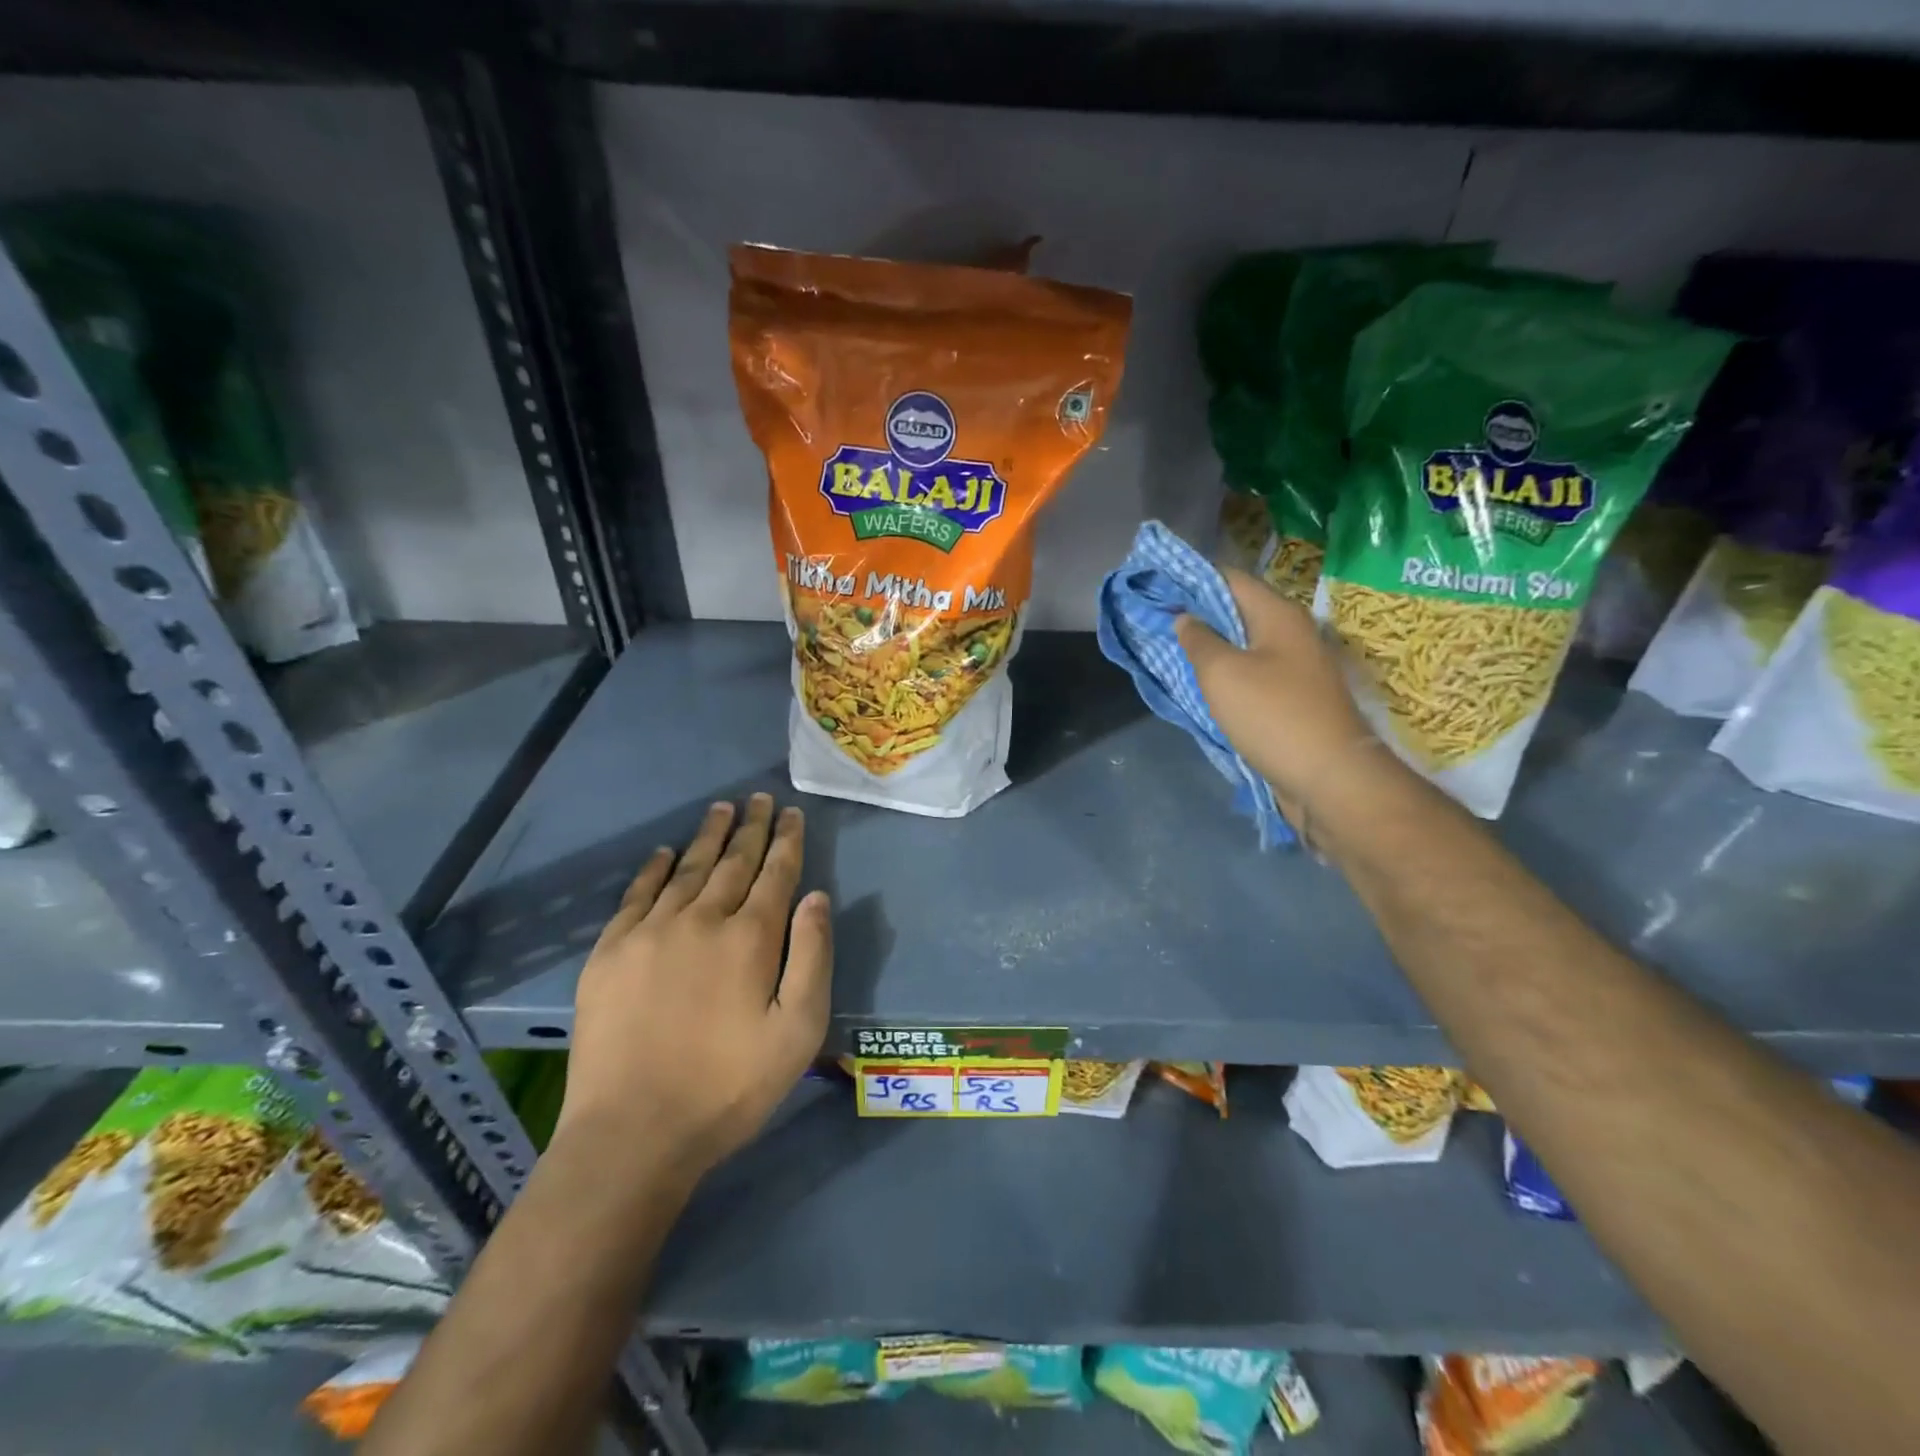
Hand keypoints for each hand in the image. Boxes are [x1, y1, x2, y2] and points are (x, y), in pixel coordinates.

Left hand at [557, 794, 831, 1179]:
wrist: (632, 1133)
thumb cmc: (729, 1087)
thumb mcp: (798, 1030)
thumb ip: (812, 956)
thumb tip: (816, 896)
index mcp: (751, 937)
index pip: (775, 873)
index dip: (786, 840)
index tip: (791, 813)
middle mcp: (701, 919)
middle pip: (733, 861)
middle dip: (751, 827)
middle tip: (759, 799)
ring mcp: (650, 933)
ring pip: (687, 869)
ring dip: (708, 837)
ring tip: (721, 810)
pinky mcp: (610, 953)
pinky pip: (637, 894)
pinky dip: (654, 868)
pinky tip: (664, 852)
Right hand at [1175, 568, 1381, 825]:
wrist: (1330, 777)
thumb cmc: (1272, 715)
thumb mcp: (1222, 673)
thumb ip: (1199, 640)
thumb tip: (1186, 618)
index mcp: (1278, 615)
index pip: (1230, 578)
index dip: (1191, 579)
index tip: (1157, 588)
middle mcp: (1292, 633)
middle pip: (1238, 610)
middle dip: (1198, 613)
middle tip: (1158, 621)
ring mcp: (1296, 667)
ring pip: (1244, 644)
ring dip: (1211, 646)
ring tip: (1172, 650)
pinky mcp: (1294, 697)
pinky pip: (1253, 673)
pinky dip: (1226, 673)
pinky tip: (1203, 684)